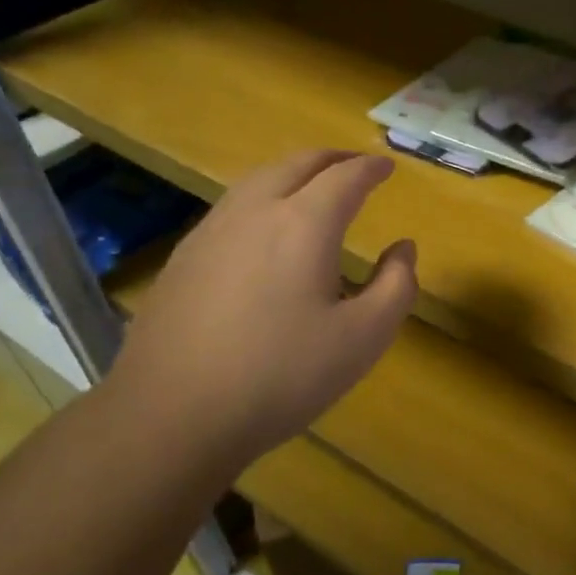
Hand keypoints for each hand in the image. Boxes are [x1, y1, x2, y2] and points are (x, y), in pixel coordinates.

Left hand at [104, 150, 416, 471]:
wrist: (172, 415)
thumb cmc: (281, 376)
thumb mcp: (363, 338)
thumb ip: (396, 286)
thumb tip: (403, 249)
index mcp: (304, 224)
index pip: (345, 177)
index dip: (370, 168)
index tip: (386, 167)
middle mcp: (255, 212)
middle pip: (296, 164)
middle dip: (331, 159)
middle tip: (354, 164)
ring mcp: (211, 231)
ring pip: (258, 180)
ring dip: (293, 173)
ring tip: (312, 186)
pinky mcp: (183, 258)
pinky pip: (232, 207)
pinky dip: (262, 198)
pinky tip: (263, 229)